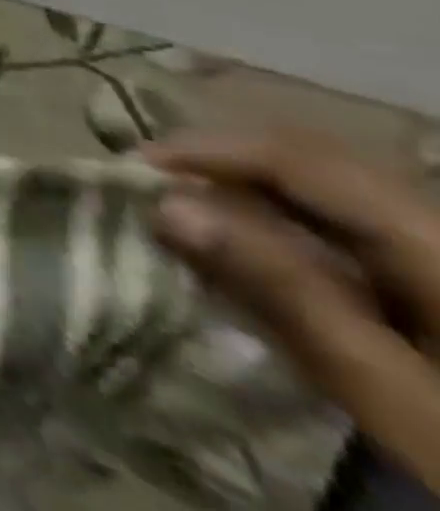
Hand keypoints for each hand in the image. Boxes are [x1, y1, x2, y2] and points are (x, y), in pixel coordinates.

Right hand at [147, 131, 439, 492]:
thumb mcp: (390, 393)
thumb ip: (287, 295)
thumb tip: (169, 206)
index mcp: (433, 242)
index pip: (301, 161)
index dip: (210, 150)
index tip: (134, 163)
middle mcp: (433, 228)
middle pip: (310, 166)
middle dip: (219, 164)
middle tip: (145, 180)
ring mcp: (432, 254)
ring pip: (320, 191)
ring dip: (241, 191)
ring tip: (177, 205)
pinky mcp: (427, 282)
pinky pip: (338, 226)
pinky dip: (276, 223)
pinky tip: (237, 243)